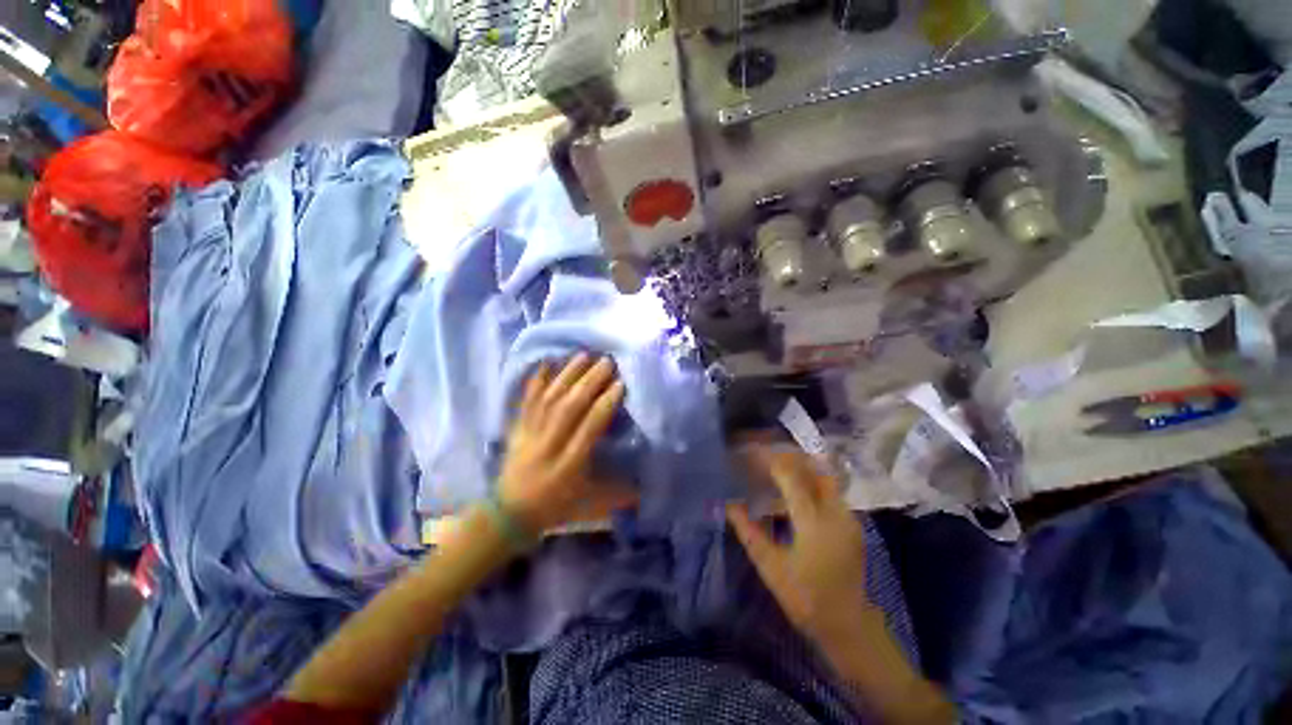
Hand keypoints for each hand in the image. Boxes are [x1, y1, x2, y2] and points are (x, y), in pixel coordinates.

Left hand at [499, 353, 635, 533]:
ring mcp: (530, 435)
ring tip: (584, 355)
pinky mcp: (517, 429)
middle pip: (569, 408)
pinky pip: (526, 401)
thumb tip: (648, 483)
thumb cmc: (556, 507)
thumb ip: (620, 492)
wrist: (509, 514)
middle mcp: (549, 446)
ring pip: (549, 399)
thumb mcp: (591, 505)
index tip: (620, 384)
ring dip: (567, 375)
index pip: (589, 428)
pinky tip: (546, 362)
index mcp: (570, 465)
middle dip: (589, 382)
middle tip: (607, 362)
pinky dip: (536, 380)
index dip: (605, 404)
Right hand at [727, 447, 875, 644]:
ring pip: (822, 475)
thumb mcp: (769, 566)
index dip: (767, 459)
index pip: (790, 474)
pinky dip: (807, 481)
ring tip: (772, 469)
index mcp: (814, 521)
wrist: (848, 626)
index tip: (748, 453)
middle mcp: (835, 511)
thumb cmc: (805, 598)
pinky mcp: (850, 522)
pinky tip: (790, 491)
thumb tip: (728, 503)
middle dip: (784, 456)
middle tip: (760, 456)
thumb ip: (748, 530)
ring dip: (797, 466)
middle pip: (811, 466)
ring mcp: (847, 516)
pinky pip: (828, 490)